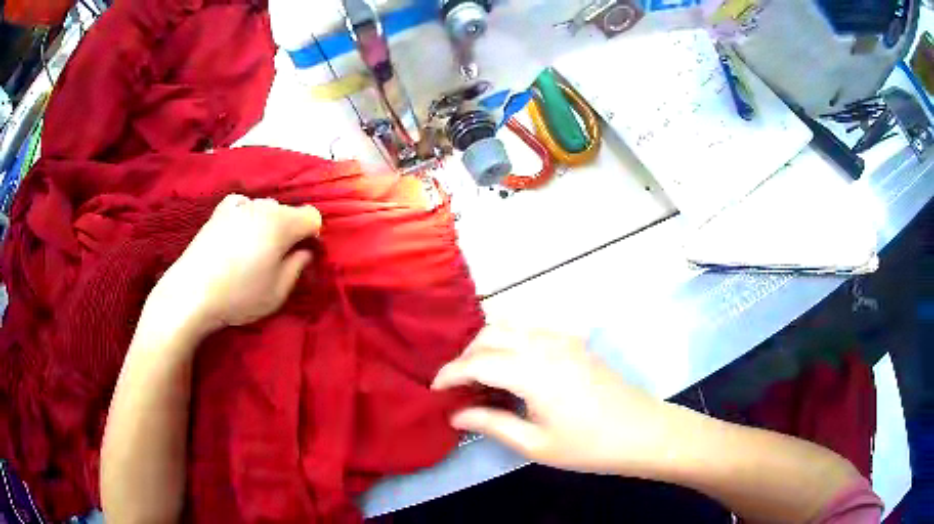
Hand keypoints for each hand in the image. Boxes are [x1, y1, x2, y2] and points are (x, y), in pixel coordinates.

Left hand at [141, 194, 321, 344]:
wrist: (192, 292)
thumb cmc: (239, 295)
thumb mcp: (278, 292)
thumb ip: (298, 267)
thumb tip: (304, 251)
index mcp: (281, 224)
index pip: (312, 217)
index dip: (312, 236)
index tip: (301, 256)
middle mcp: (262, 206)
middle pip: (288, 211)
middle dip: (289, 230)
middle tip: (276, 258)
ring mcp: (239, 205)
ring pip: (266, 208)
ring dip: (267, 225)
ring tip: (253, 251)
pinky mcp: (219, 211)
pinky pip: (244, 205)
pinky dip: (247, 216)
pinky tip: (238, 234)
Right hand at [432, 325, 685, 476]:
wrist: (641, 431)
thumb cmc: (588, 445)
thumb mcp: (535, 444)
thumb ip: (491, 424)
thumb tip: (455, 415)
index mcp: (533, 371)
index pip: (477, 362)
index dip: (450, 374)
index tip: (435, 390)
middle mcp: (544, 344)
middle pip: (490, 334)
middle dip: (466, 357)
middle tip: (459, 387)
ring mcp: (562, 338)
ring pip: (510, 325)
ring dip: (487, 345)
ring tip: (481, 377)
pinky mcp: (574, 341)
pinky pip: (531, 329)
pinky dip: (510, 341)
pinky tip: (513, 368)